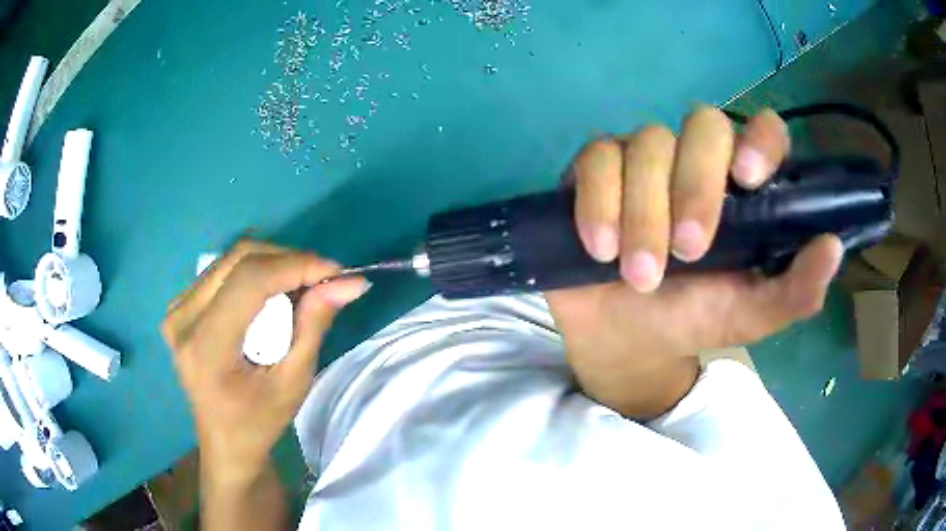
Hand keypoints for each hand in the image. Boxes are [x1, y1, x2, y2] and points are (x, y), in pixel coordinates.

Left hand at [161, 240, 368, 481]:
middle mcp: (183, 319)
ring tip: (300, 288)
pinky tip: (271, 295)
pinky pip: (222, 270)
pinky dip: (255, 273)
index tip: (336, 271)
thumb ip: (314, 326)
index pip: (249, 281)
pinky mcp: (179, 306)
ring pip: (231, 258)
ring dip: (272, 263)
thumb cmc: (260, 422)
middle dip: (287, 260)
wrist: (224, 441)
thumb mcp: (294, 382)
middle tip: (321, 279)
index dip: (295, 265)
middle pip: (239, 259)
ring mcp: (176, 310)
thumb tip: (348, 282)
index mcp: (206, 347)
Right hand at [546, 107, 842, 418]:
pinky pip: (596, 159)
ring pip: (647, 144)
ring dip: (644, 213)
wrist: (625, 337)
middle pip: (704, 124)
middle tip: (688, 251)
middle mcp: (697, 159)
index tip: (750, 179)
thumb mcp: (750, 316)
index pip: (763, 132)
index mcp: (743, 188)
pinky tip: (600, 248)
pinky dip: (598, 203)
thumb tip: (833, 246)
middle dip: (695, 185)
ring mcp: (645, 158)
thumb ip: (795, 291)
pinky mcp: (596, 168)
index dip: (761, 140)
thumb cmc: (693, 319)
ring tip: (639, 276)